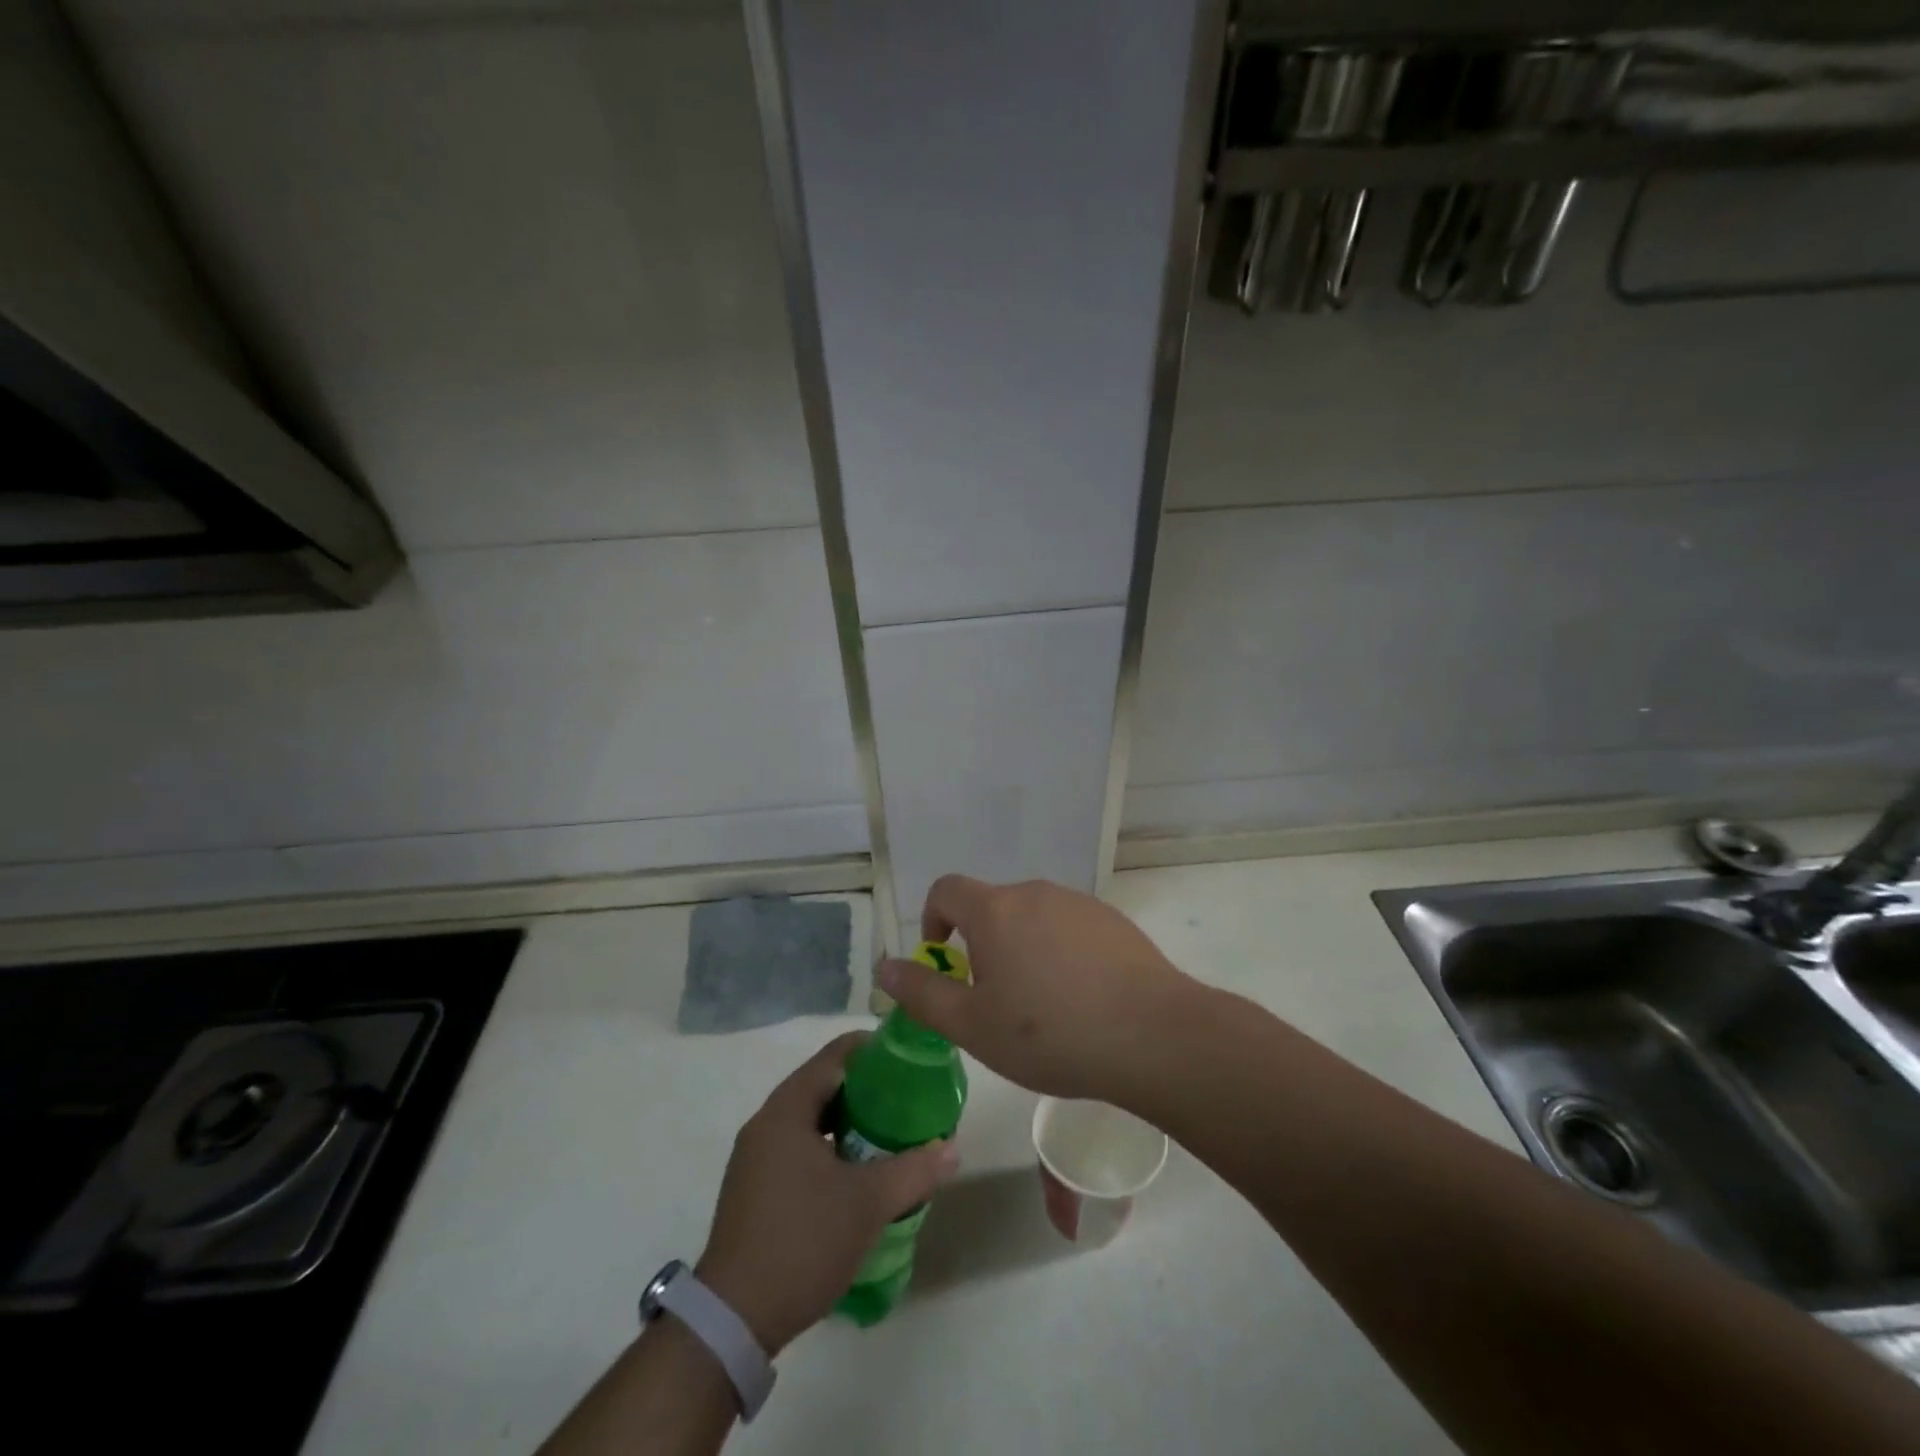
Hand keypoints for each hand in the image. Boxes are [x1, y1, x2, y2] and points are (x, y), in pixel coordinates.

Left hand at [696, 1032, 958, 1355]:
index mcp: (786, 1110)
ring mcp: (755, 1157)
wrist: (733, 1320)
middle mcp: (766, 1123)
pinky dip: (829, 1146)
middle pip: (822, 1084)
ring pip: (810, 1119)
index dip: (872, 1050)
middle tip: (905, 1097)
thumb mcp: (868, 1204)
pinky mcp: (754, 1188)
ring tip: (888, 1131)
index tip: (907, 1058)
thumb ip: (914, 1170)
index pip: (834, 1056)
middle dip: (865, 1088)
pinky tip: (856, 1171)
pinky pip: (798, 1146)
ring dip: (847, 1120)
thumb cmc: (802, 1241)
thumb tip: (952, 1149)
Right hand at [875, 876, 1197, 1105]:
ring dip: (1023, 950)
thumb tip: (885, 965)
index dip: (934, 919)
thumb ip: (922, 993)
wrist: (1152, 1035)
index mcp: (996, 911)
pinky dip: (1060, 954)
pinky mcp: (1113, 922)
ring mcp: (1079, 904)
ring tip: (1042, 1008)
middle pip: (992, 907)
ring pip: (1033, 919)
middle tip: (995, 1002)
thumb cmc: (1050, 1033)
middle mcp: (1035, 893)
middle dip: (982, 946)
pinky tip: (1081, 1000)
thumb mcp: (972, 1025)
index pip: (947, 889)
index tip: (944, 960)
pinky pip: (1069, 929)